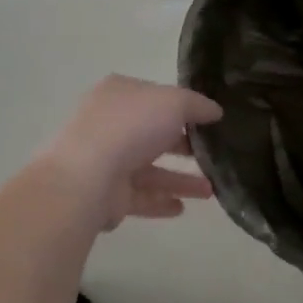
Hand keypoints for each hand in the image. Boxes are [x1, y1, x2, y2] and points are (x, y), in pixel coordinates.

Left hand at [39, 75, 222, 229]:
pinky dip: (161, 201)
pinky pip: (140, 197)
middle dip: (184, 145)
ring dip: (180, 180)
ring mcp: (106, 161)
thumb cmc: (131, 127)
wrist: (87, 177)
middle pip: (153, 134)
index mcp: (119, 94)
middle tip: (213, 155)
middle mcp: (110, 125)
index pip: (155, 96)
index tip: (210, 120)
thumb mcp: (174, 102)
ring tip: (210, 191)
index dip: (182, 106)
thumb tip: (215, 111)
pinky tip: (183, 207)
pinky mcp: (107, 194)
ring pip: (150, 169)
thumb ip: (198, 105)